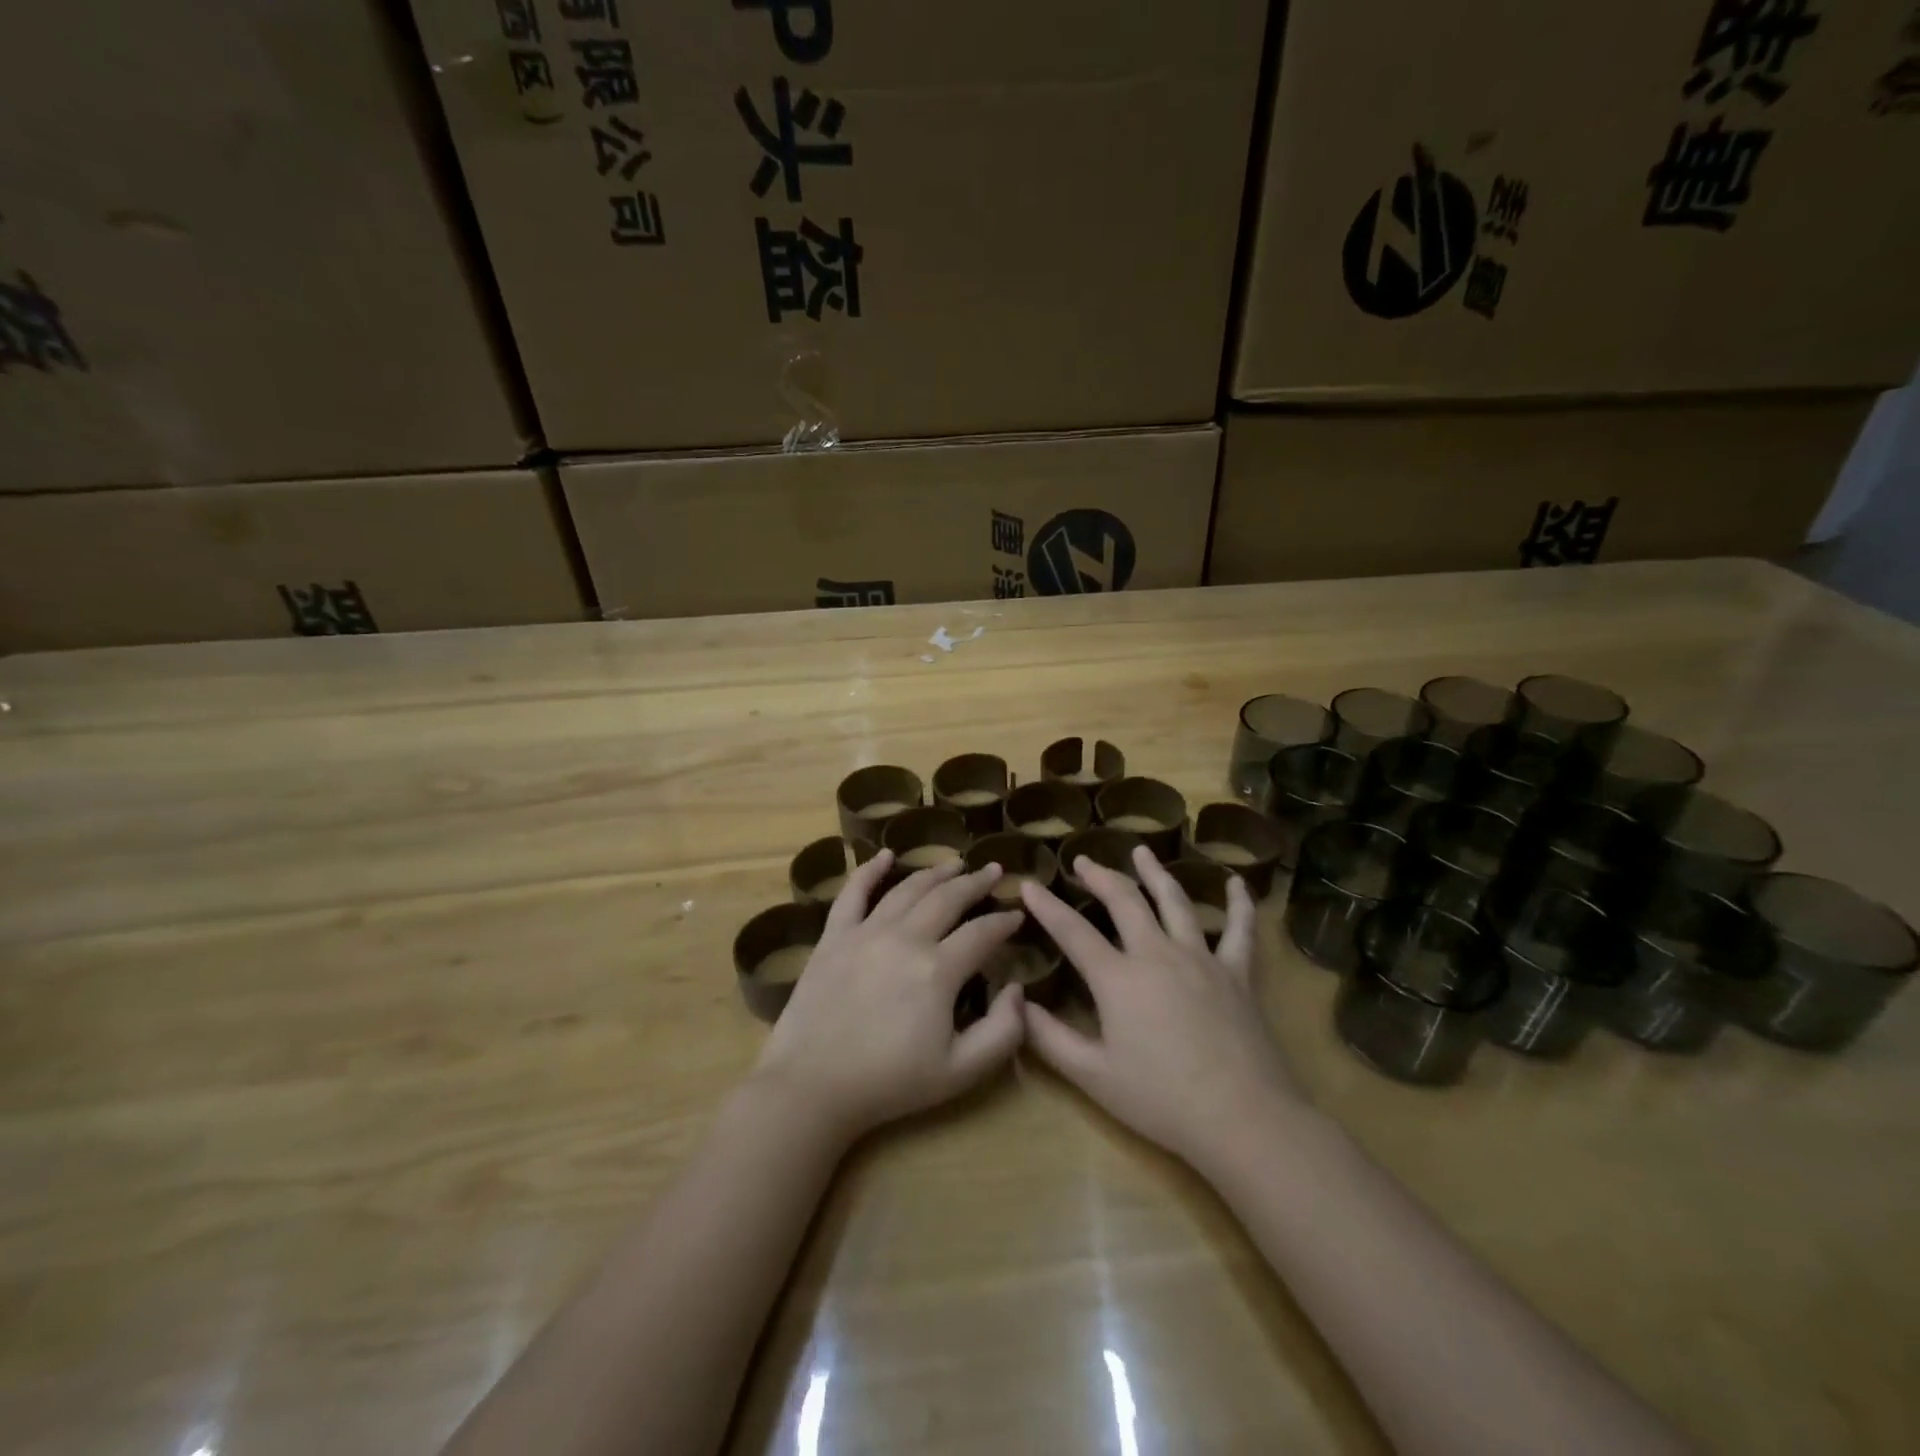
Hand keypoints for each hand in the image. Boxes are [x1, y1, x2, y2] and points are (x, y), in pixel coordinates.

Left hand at [753, 849, 1026, 1142]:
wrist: (812, 1087)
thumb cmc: (890, 1083)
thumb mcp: (961, 1072)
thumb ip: (1003, 1032)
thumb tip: (1016, 989)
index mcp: (939, 970)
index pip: (982, 933)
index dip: (1004, 922)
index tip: (1016, 915)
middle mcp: (906, 938)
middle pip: (948, 898)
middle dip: (976, 882)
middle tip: (993, 871)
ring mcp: (866, 932)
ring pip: (908, 890)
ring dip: (935, 872)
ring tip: (955, 863)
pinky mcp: (833, 937)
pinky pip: (853, 893)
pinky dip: (870, 870)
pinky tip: (885, 855)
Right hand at [1019, 845, 1299, 1171]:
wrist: (1241, 1118)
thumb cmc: (1161, 1100)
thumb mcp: (1093, 1076)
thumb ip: (1050, 1039)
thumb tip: (1018, 1005)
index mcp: (1118, 978)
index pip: (1072, 931)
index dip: (1047, 905)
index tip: (1029, 883)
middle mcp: (1157, 953)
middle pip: (1124, 900)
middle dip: (1099, 875)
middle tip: (1083, 860)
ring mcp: (1201, 958)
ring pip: (1175, 901)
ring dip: (1155, 873)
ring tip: (1141, 851)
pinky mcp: (1237, 973)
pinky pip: (1239, 930)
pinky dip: (1239, 904)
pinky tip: (1237, 884)